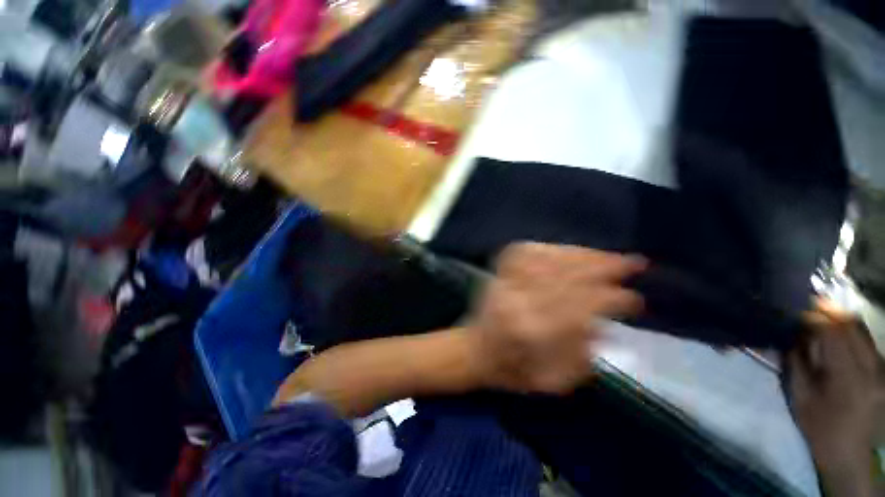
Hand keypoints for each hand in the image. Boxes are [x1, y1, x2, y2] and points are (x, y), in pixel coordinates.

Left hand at [466, 243, 645, 394]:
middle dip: (604, 267)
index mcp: (533, 333)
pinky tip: (565, 250)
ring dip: (580, 254)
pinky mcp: (498, 275)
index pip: (580, 307)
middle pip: (566, 276)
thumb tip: (606, 326)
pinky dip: (548, 247)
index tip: (635, 298)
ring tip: (605, 255)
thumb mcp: (551, 381)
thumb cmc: (512, 371)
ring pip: (547, 258)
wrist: (473, 352)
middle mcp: (518, 301)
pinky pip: (523, 252)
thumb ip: (581, 357)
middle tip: (632, 263)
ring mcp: (505, 283)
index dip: (612, 299)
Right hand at [785, 301, 884, 495]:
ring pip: (861, 330)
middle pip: (852, 325)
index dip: (814, 318)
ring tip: (820, 318)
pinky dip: (849, 332)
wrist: (850, 453)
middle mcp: (871, 367)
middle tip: (807, 307)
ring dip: (839, 320)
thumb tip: (793, 336)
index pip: (833, 333)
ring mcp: (881, 368)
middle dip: (828, 312)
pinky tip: (836, 336)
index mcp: (849, 377)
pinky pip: (866, 341)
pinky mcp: (882, 369)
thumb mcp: (801, 398)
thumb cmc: (820, 428)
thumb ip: (797, 363)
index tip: (795, 313)